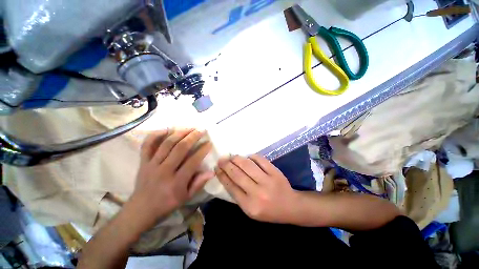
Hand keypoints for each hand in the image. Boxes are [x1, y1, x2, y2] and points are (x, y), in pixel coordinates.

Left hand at [127, 129, 213, 229]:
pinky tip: (166, 129)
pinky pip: (147, 145)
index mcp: (176, 182)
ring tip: (189, 127)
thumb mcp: (186, 198)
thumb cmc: (167, 204)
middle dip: (193, 136)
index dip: (202, 150)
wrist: (141, 210)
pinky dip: (156, 135)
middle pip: (180, 148)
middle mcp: (164, 170)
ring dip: (179, 133)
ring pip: (166, 143)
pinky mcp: (143, 162)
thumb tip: (212, 172)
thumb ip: (199, 183)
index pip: (193, 161)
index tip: (209, 143)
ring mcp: (152, 164)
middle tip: (201, 130)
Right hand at [216, 155, 298, 222]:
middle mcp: (257, 193)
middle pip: (237, 174)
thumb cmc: (268, 211)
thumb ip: (238, 195)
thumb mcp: (250, 210)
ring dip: (237, 159)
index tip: (216, 168)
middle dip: (227, 165)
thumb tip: (227, 177)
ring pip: (247, 165)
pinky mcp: (275, 172)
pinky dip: (252, 156)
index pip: (231, 186)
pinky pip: (260, 160)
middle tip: (221, 159)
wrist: (290, 206)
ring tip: (231, 156)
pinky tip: (247, 156)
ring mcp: (267, 181)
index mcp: (249, 206)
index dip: (222, 175)